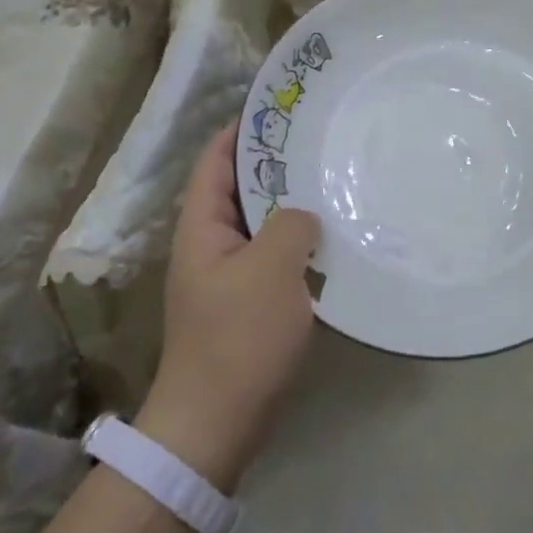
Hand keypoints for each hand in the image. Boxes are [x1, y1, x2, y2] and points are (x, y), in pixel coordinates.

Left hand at [136, 122, 321, 492]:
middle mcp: (209, 245)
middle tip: (318, 142)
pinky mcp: (245, 306)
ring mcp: (226, 277)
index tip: (277, 109)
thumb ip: (290, 225)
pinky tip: (329, 240)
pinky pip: (272, 258)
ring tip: (330, 182)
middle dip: (273, 165)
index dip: (240, 131)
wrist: (216, 424)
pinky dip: (296, 243)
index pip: (215, 162)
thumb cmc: (238, 338)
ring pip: (259, 225)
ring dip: (289, 206)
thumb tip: (302, 215)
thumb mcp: (270, 268)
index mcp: (201, 227)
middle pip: (238, 190)